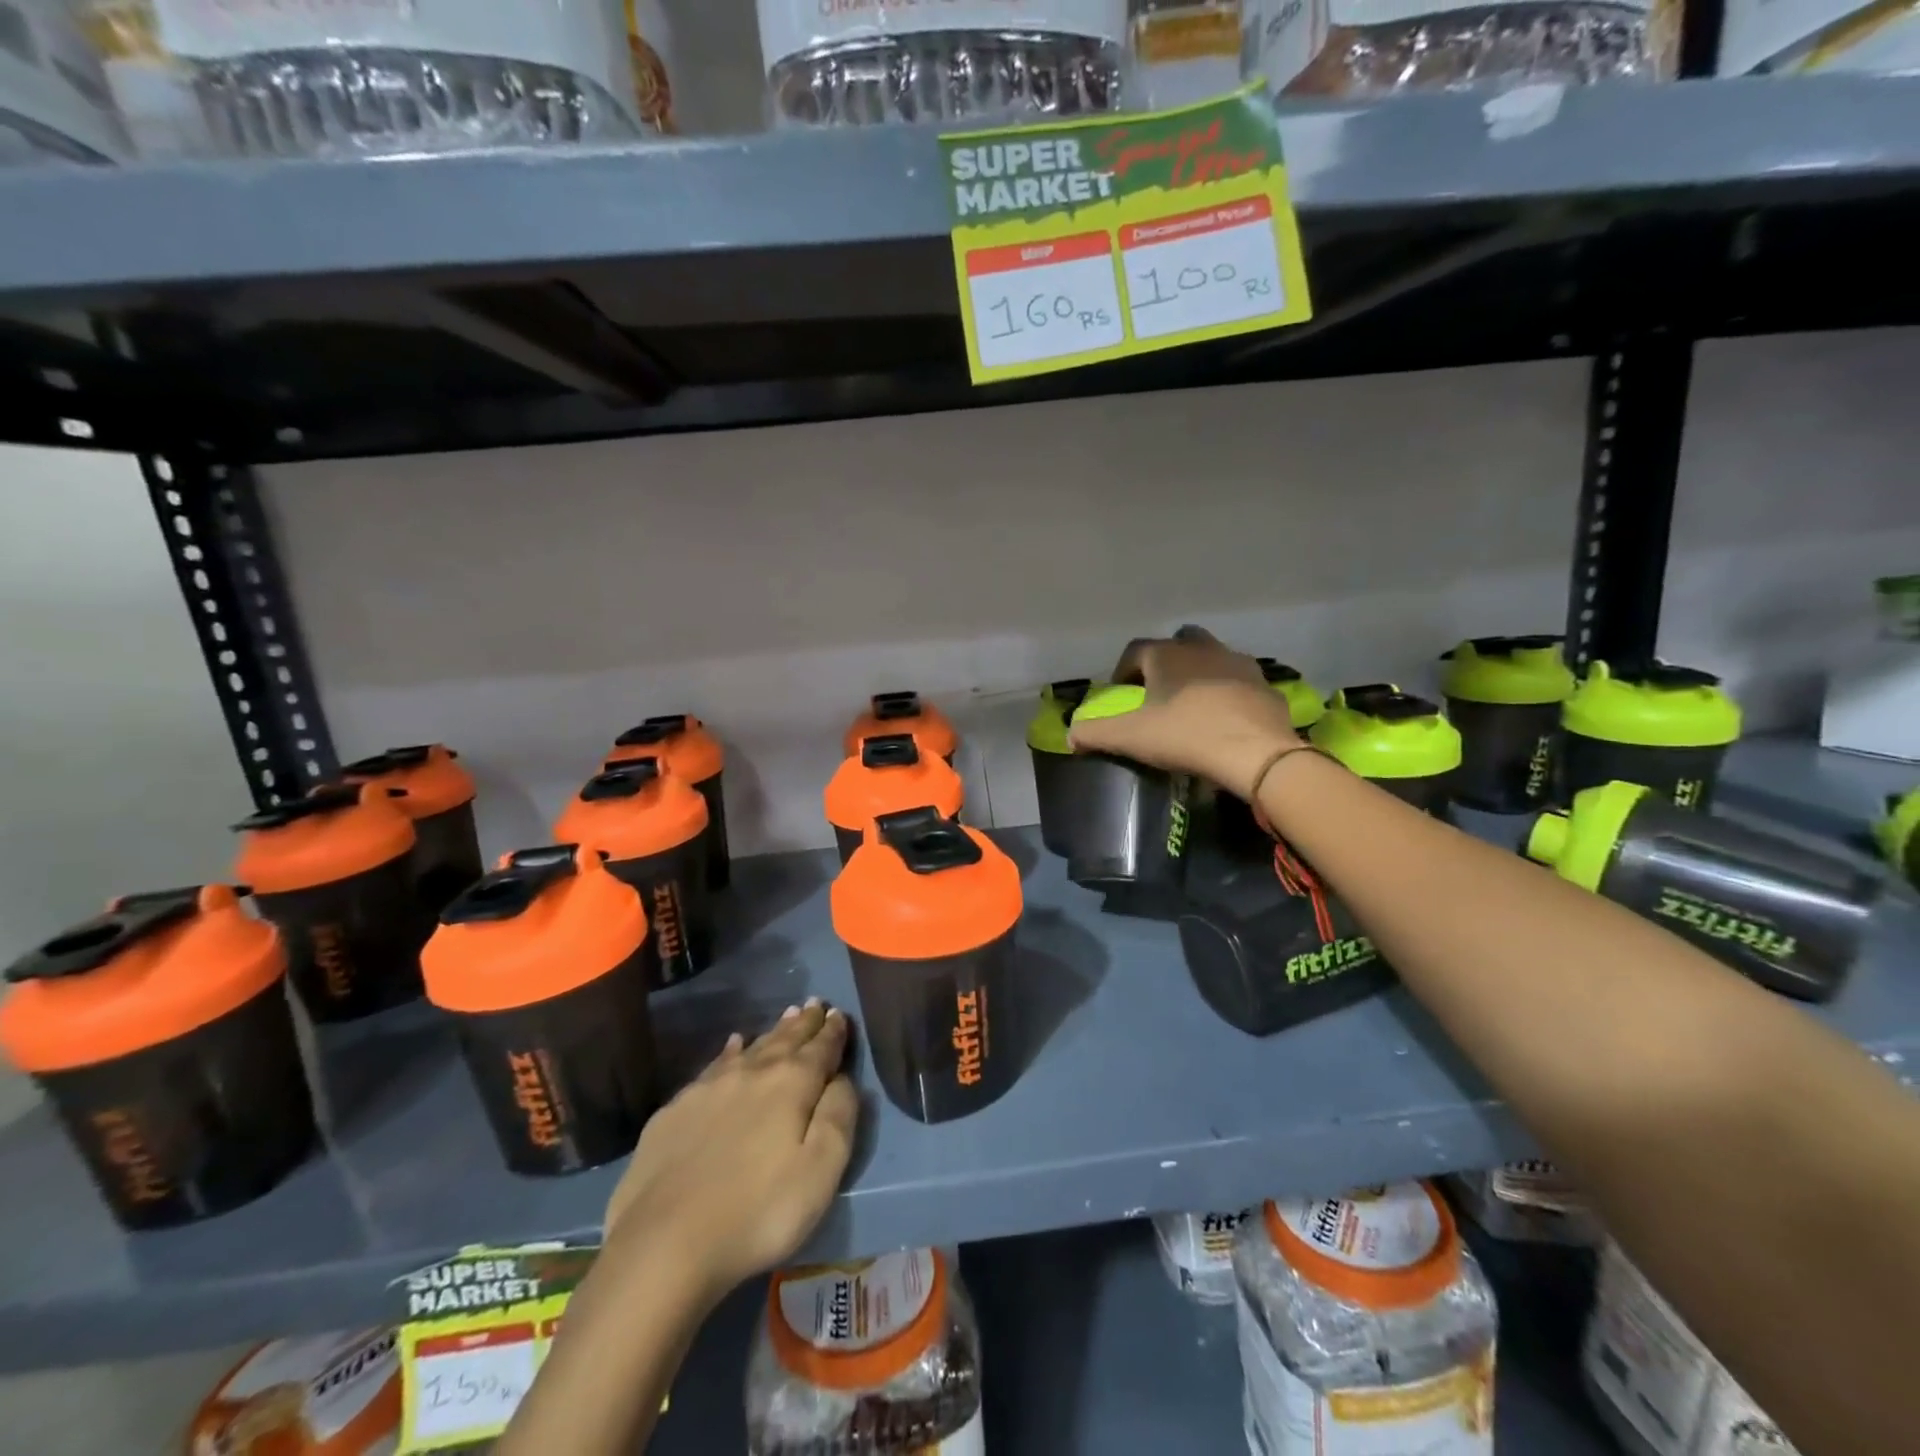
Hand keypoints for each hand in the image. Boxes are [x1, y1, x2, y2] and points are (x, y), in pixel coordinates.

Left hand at [603, 1000, 857, 1306]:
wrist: (663, 1244)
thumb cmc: (758, 1213)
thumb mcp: (821, 1171)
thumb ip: (839, 1116)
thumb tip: (842, 1078)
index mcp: (792, 1084)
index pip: (821, 1048)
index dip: (834, 1032)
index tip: (841, 1014)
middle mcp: (752, 1072)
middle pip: (786, 1039)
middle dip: (805, 1023)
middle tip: (817, 1004)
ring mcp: (710, 1088)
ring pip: (751, 1047)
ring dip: (773, 1032)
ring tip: (787, 1015)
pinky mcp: (676, 1110)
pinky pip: (714, 1065)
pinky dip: (730, 1051)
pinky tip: (732, 1046)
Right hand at [1067, 627, 1302, 799]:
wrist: (1256, 753)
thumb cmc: (1186, 735)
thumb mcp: (1130, 737)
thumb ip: (1095, 733)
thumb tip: (1070, 735)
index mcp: (1167, 654)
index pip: (1135, 650)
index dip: (1123, 670)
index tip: (1121, 694)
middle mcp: (1203, 649)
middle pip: (1179, 642)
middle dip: (1165, 661)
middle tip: (1158, 691)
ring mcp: (1239, 664)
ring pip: (1213, 658)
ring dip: (1199, 673)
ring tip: (1192, 704)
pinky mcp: (1266, 686)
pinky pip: (1240, 683)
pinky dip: (1229, 694)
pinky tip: (1225, 719)